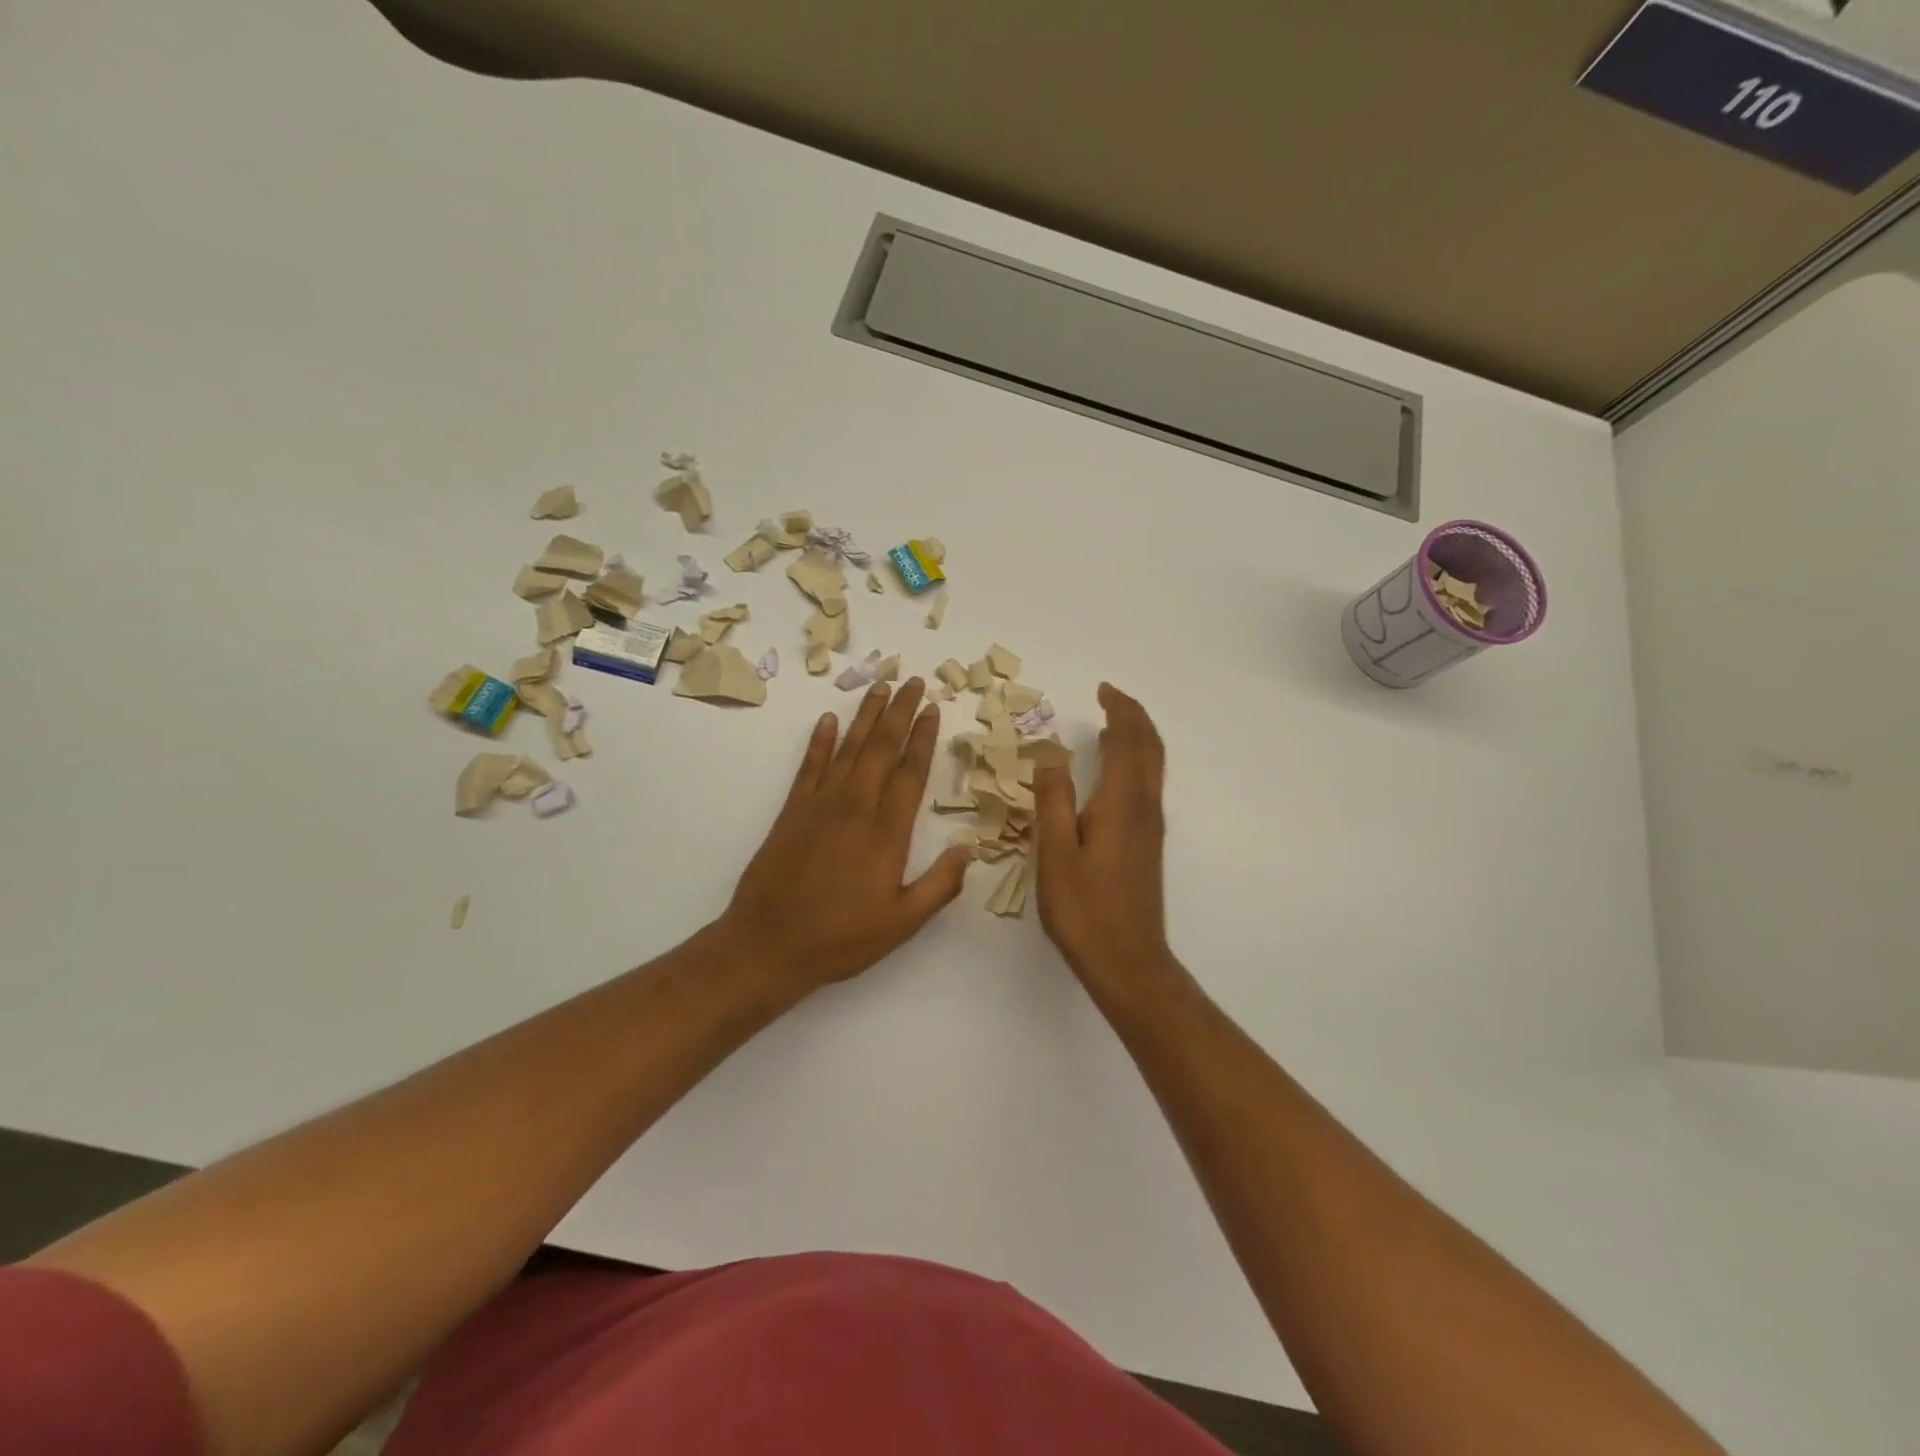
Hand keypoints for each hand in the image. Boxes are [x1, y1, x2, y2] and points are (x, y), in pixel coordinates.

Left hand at [720, 678, 971, 994]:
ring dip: (866, 715)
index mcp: (886, 832)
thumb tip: (968, 849)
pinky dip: (820, 741)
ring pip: (849, 748)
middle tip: (914, 682)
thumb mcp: (902, 923)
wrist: (768, 945)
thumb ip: (940, 885)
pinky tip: (828, 720)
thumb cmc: (840, 938)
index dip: (924, 738)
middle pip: (881, 748)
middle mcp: (855, 807)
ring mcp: (820, 805)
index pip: (911, 772)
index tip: (933, 709)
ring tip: (881, 687)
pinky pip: (810, 765)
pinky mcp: (792, 810)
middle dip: (900, 712)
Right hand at [1033, 683, 1174, 989]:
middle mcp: (1144, 808)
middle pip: (1150, 748)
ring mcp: (1150, 827)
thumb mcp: (1055, 854)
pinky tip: (1114, 774)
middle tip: (1110, 697)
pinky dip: (1136, 762)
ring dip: (1138, 738)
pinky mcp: (1147, 844)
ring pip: (1153, 767)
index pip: (1128, 741)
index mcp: (1121, 803)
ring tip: (1112, 724)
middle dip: (1134, 717)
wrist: (1128, 961)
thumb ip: (1052, 799)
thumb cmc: (1085, 910)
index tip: (1103, 689)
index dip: (1119, 710)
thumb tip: (1051, 752)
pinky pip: (1147, 785)